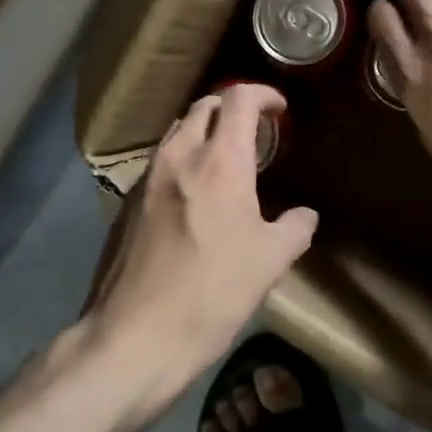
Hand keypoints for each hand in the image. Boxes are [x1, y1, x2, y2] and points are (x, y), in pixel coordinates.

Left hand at [83, 82, 317, 413]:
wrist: (134, 337)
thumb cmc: (211, 293)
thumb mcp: (269, 263)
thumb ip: (294, 229)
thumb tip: (304, 216)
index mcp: (219, 162)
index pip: (238, 98)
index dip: (262, 94)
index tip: (279, 109)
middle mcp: (178, 157)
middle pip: (203, 107)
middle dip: (231, 108)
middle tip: (254, 131)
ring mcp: (146, 179)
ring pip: (176, 133)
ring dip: (203, 133)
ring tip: (224, 160)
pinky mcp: (126, 205)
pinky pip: (159, 164)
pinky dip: (182, 161)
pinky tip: (192, 197)